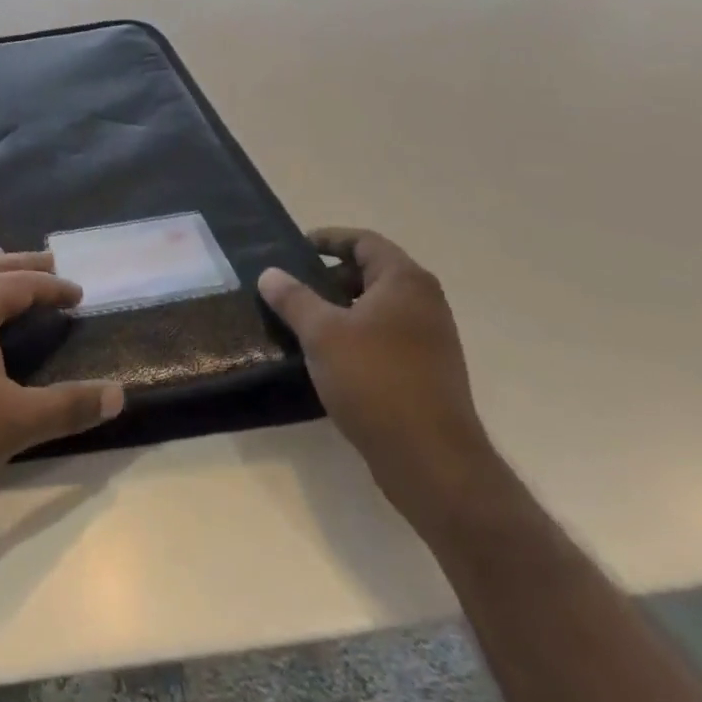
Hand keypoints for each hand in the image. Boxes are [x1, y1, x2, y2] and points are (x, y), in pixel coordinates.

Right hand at [259, 229, 494, 524]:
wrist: (432, 461)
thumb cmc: (375, 381)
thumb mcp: (322, 333)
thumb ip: (293, 298)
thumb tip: (270, 273)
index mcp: (404, 281)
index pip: (363, 241)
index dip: (328, 239)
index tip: (294, 249)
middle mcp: (424, 302)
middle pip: (370, 273)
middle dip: (328, 277)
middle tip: (291, 290)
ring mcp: (430, 339)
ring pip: (376, 308)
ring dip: (339, 310)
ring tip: (301, 324)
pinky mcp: (427, 372)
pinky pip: (384, 338)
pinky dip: (355, 337)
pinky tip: (327, 359)